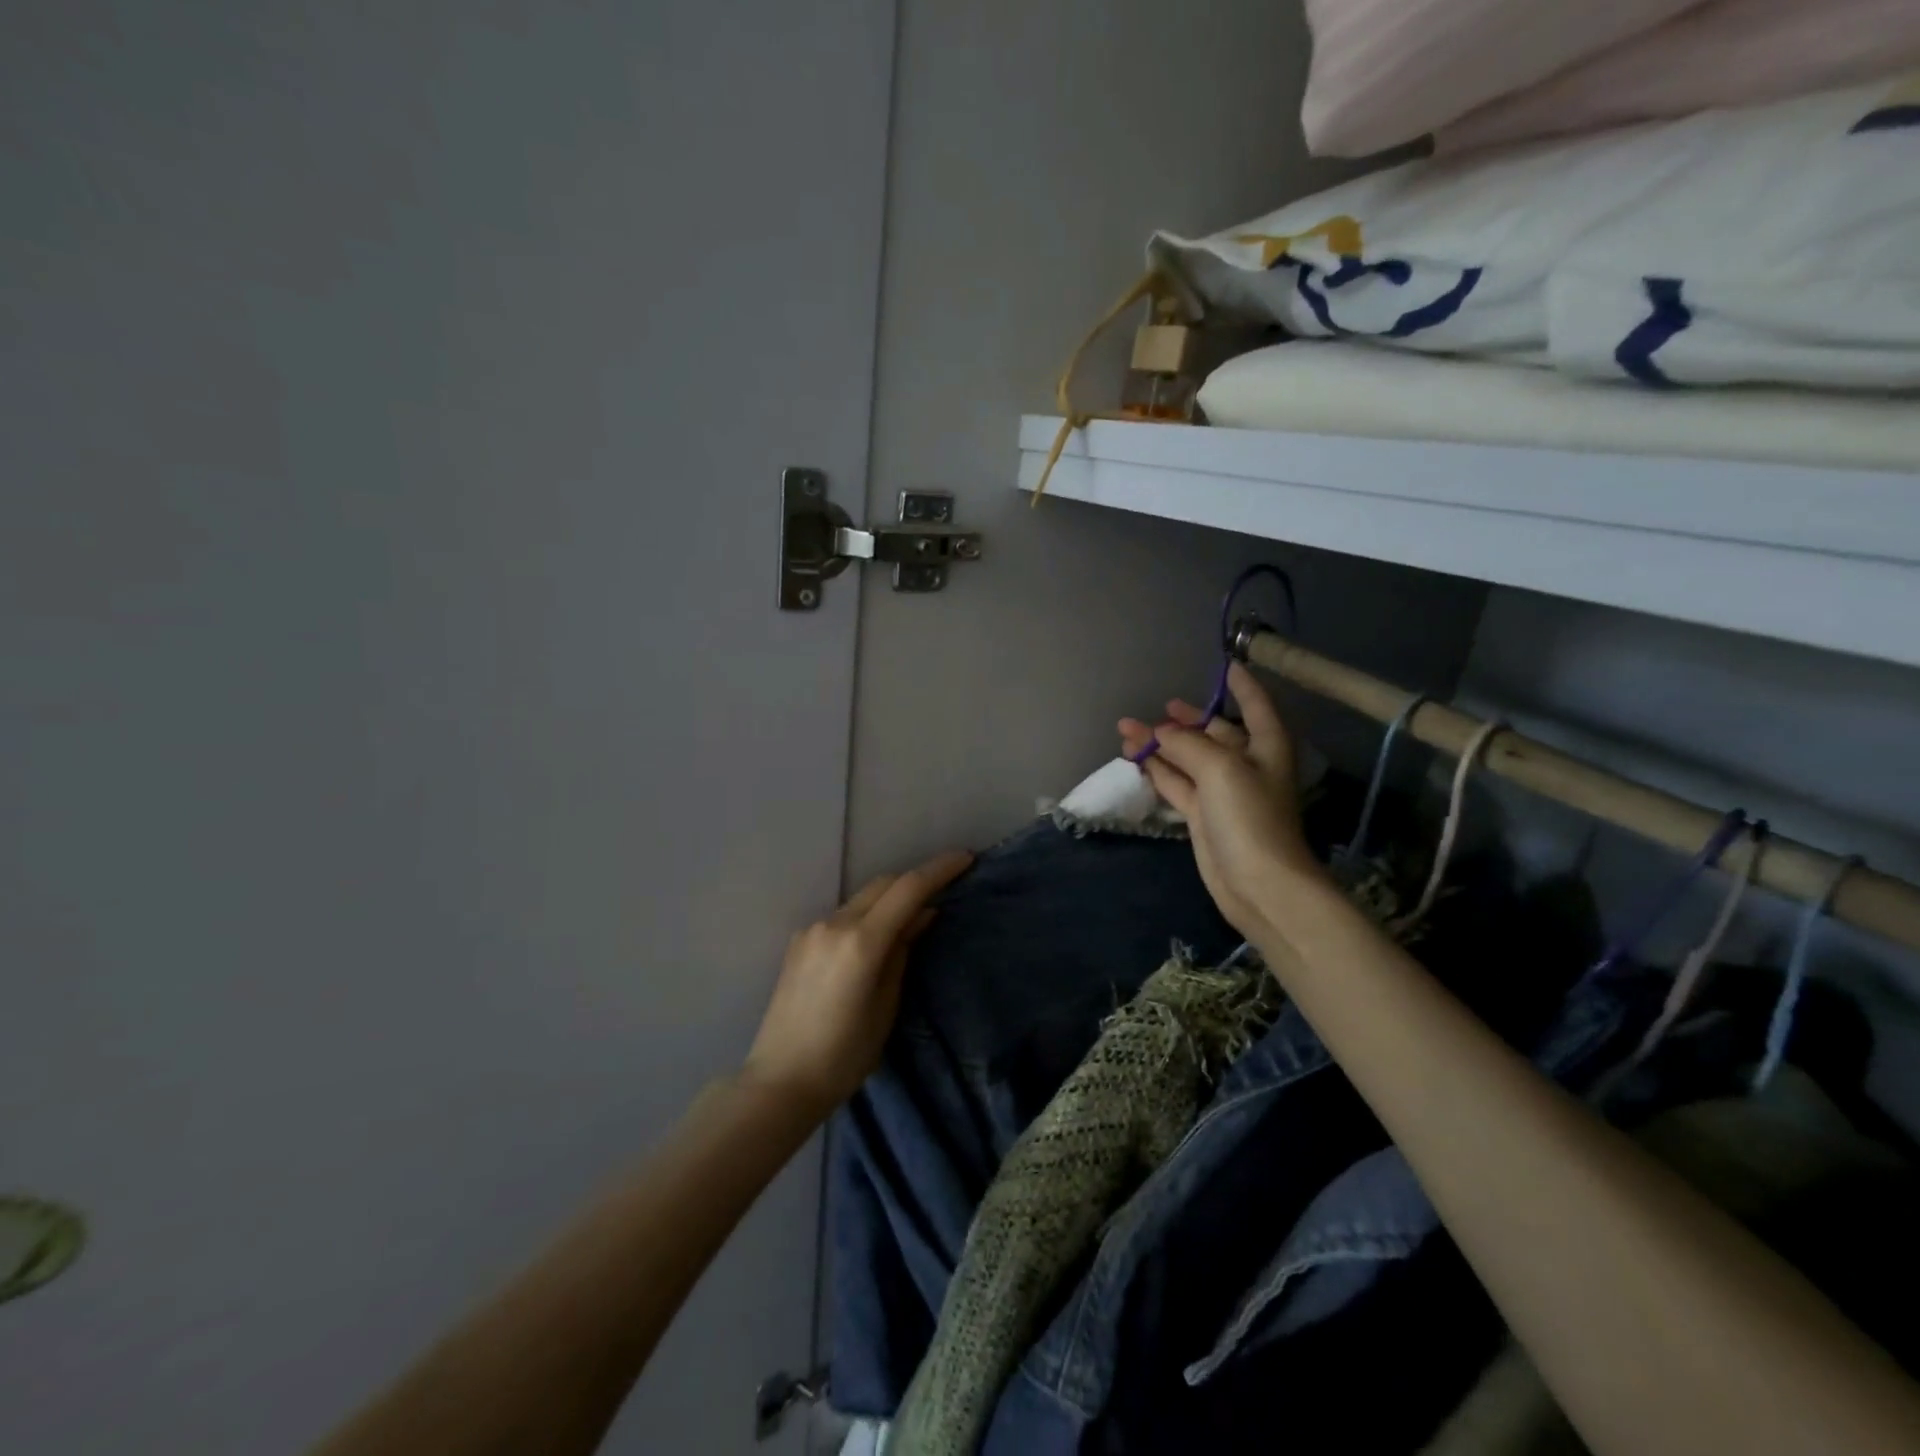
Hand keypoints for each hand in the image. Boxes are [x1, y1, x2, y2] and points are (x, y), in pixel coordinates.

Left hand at [742, 849, 973, 1119]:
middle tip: (946, 885)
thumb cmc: (843, 1056)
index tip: (965, 858)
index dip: (939, 869)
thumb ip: (902, 952)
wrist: (780, 1081)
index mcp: (861, 942)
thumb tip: (922, 915)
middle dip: (916, 879)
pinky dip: (867, 914)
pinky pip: (842, 916)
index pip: (908, 889)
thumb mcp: (886, 1006)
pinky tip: (876, 936)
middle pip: (883, 884)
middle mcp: (834, 924)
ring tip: (913, 914)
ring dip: (890, 897)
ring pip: (862, 898)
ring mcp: (812, 930)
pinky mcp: (799, 942)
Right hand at [1119, 662, 1325, 939]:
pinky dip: (1157, 770)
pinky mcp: (1203, 815)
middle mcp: (1246, 764)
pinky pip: (1176, 783)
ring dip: (1161, 744)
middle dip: (1187, 719)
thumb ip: (1186, 744)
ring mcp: (1222, 791)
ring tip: (1127, 729)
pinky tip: (1135, 758)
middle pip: (1215, 732)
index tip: (1228, 664)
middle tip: (1162, 705)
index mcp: (1265, 746)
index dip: (1242, 685)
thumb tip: (1158, 732)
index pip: (1255, 705)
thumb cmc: (1250, 817)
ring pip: (1187, 758)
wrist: (1258, 883)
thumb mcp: (1220, 768)